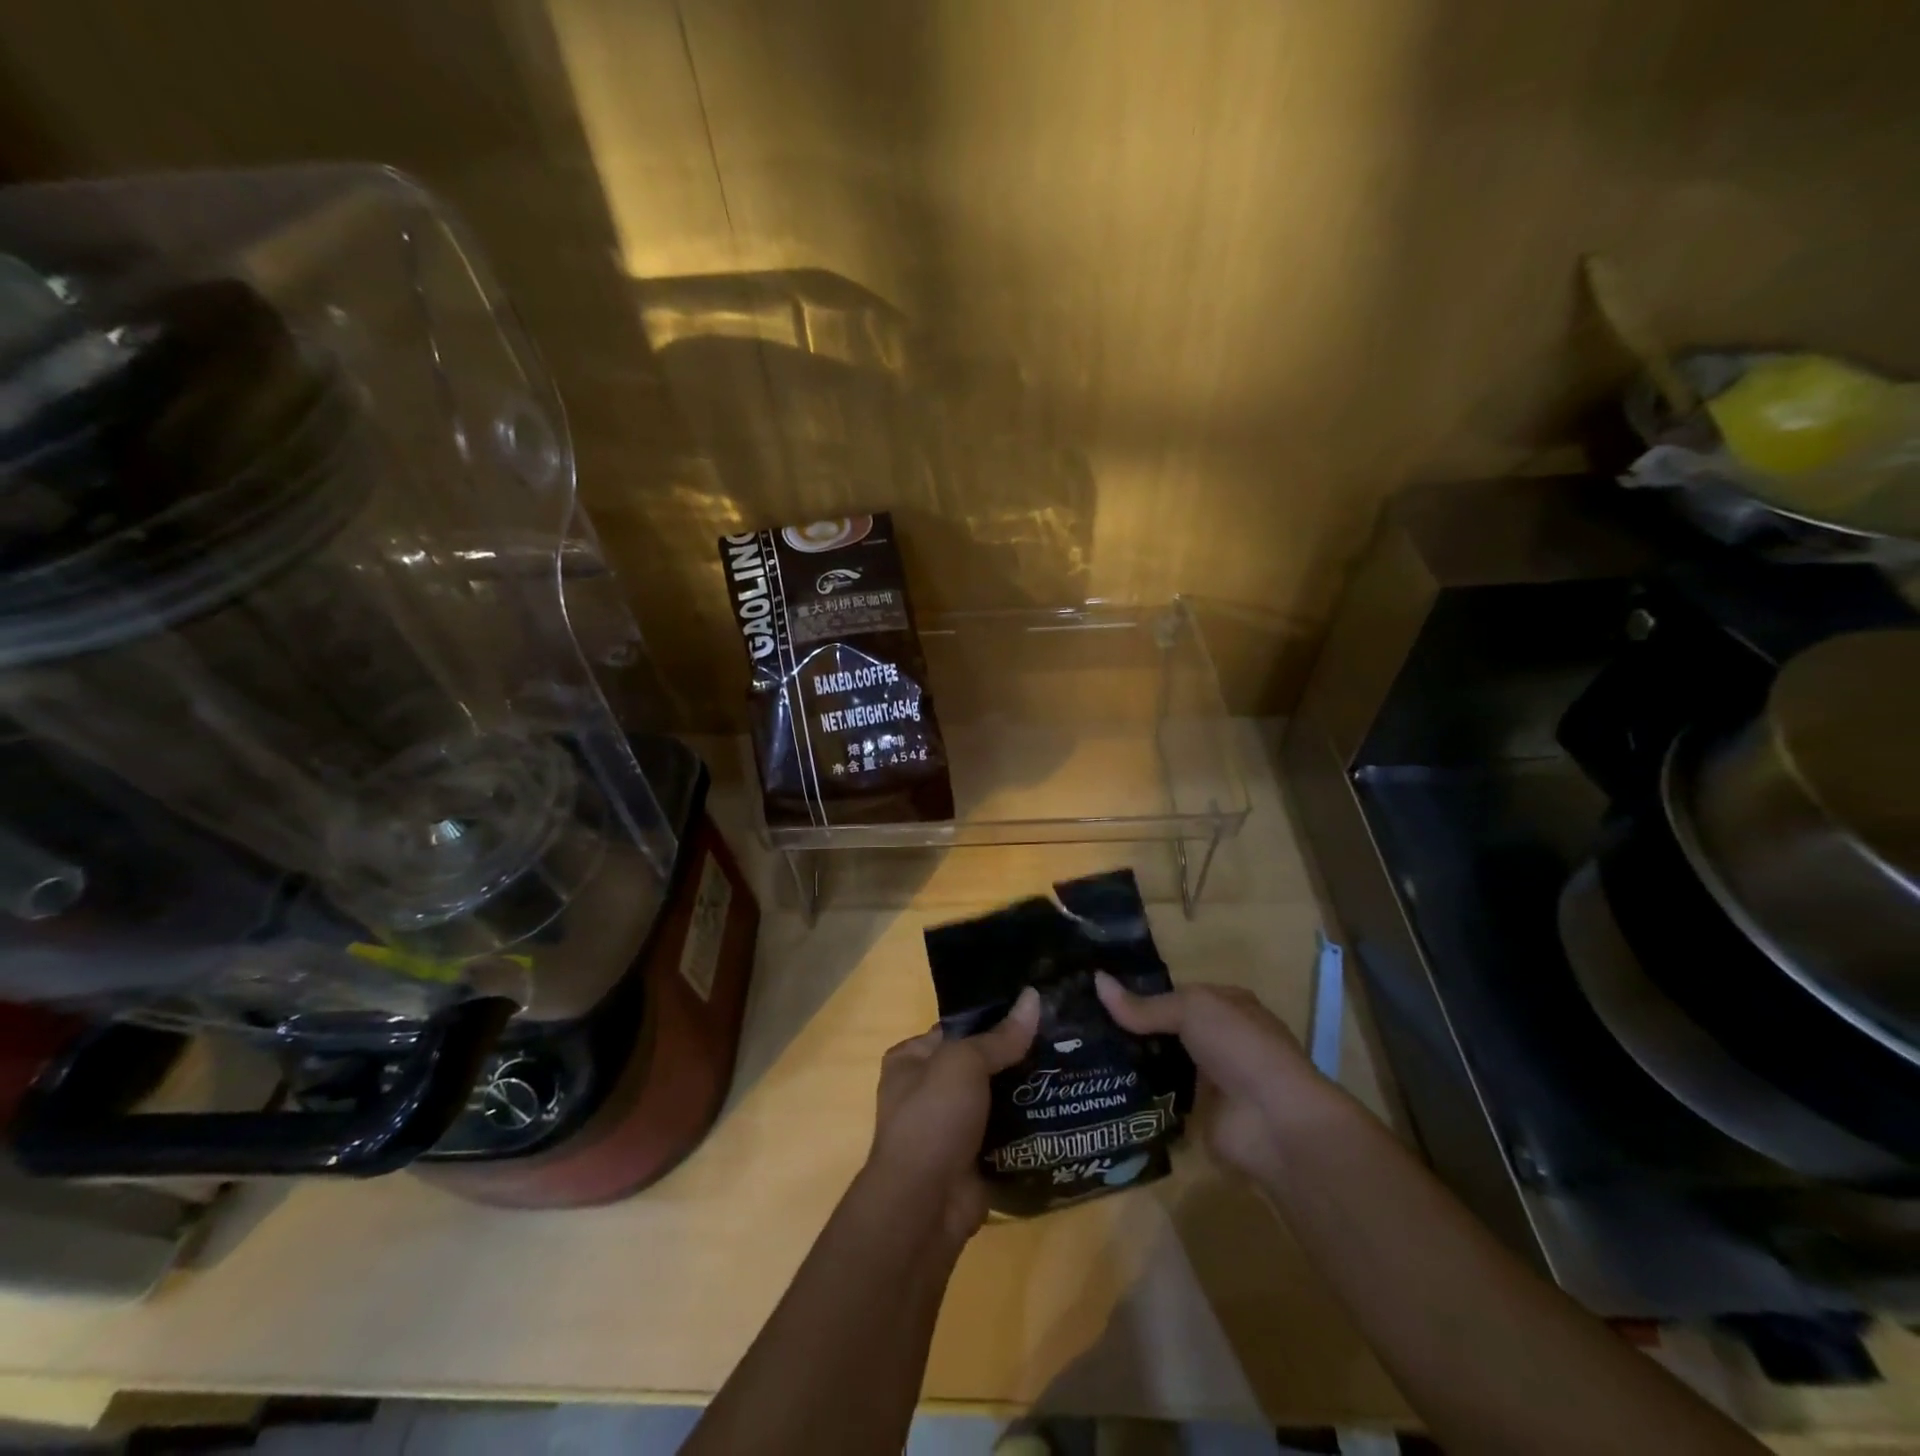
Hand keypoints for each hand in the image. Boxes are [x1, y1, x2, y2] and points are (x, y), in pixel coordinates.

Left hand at [864, 986, 1040, 1244]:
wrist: (924, 1206)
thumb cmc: (932, 1119)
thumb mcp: (964, 1063)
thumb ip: (1000, 1037)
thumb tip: (1033, 997)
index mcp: (911, 1059)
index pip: (958, 1027)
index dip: (994, 1018)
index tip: (1037, 1009)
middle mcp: (927, 1090)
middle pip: (981, 1063)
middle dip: (1016, 1057)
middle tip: (1063, 1038)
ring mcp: (951, 1127)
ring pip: (997, 1099)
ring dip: (1027, 1091)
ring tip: (1072, 1067)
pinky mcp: (974, 1159)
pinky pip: (1007, 1133)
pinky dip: (1029, 1126)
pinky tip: (1064, 1109)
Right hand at [1094, 973, 1317, 1184]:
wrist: (1275, 1122)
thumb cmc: (1239, 1047)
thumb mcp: (1191, 1009)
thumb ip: (1144, 1005)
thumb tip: (1096, 980)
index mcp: (1226, 1005)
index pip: (1176, 993)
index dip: (1141, 991)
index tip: (1097, 993)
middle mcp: (1220, 1039)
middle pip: (1167, 1029)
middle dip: (1131, 1028)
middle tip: (1082, 1025)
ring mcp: (1211, 1079)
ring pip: (1162, 1063)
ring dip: (1133, 1062)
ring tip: (1082, 1054)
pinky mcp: (1200, 1115)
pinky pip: (1162, 1098)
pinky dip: (1139, 1095)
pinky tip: (1102, 1088)